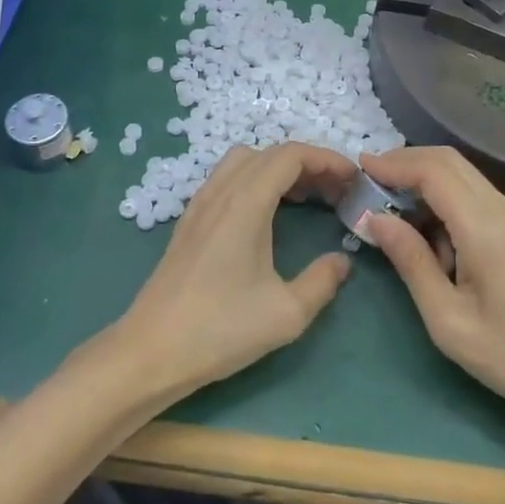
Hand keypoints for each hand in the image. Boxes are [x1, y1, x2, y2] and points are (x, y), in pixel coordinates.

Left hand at [114, 143, 354, 402]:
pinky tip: (267, 215)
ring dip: (278, 168)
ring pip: (244, 162)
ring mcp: (200, 204)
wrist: (151, 350)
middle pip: (269, 153)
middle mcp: (221, 192)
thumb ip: (322, 281)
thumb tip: (342, 261)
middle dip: (308, 163)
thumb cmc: (220, 330)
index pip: (290, 155)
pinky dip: (254, 180)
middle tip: (336, 192)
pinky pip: (226, 179)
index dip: (326, 158)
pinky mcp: (189, 220)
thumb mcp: (286, 313)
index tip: (353, 179)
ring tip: (305, 198)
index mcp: (246, 203)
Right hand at [362, 147, 504, 432]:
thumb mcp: (447, 319)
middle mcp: (503, 209)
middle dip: (405, 161)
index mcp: (485, 228)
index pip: (433, 172)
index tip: (359, 168)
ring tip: (389, 204)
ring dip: (424, 177)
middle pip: (449, 161)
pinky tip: (426, 227)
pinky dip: (443, 194)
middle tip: (370, 181)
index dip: (394, 163)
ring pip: (462, 173)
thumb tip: (374, 219)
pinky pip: (474, 194)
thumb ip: (410, 262)